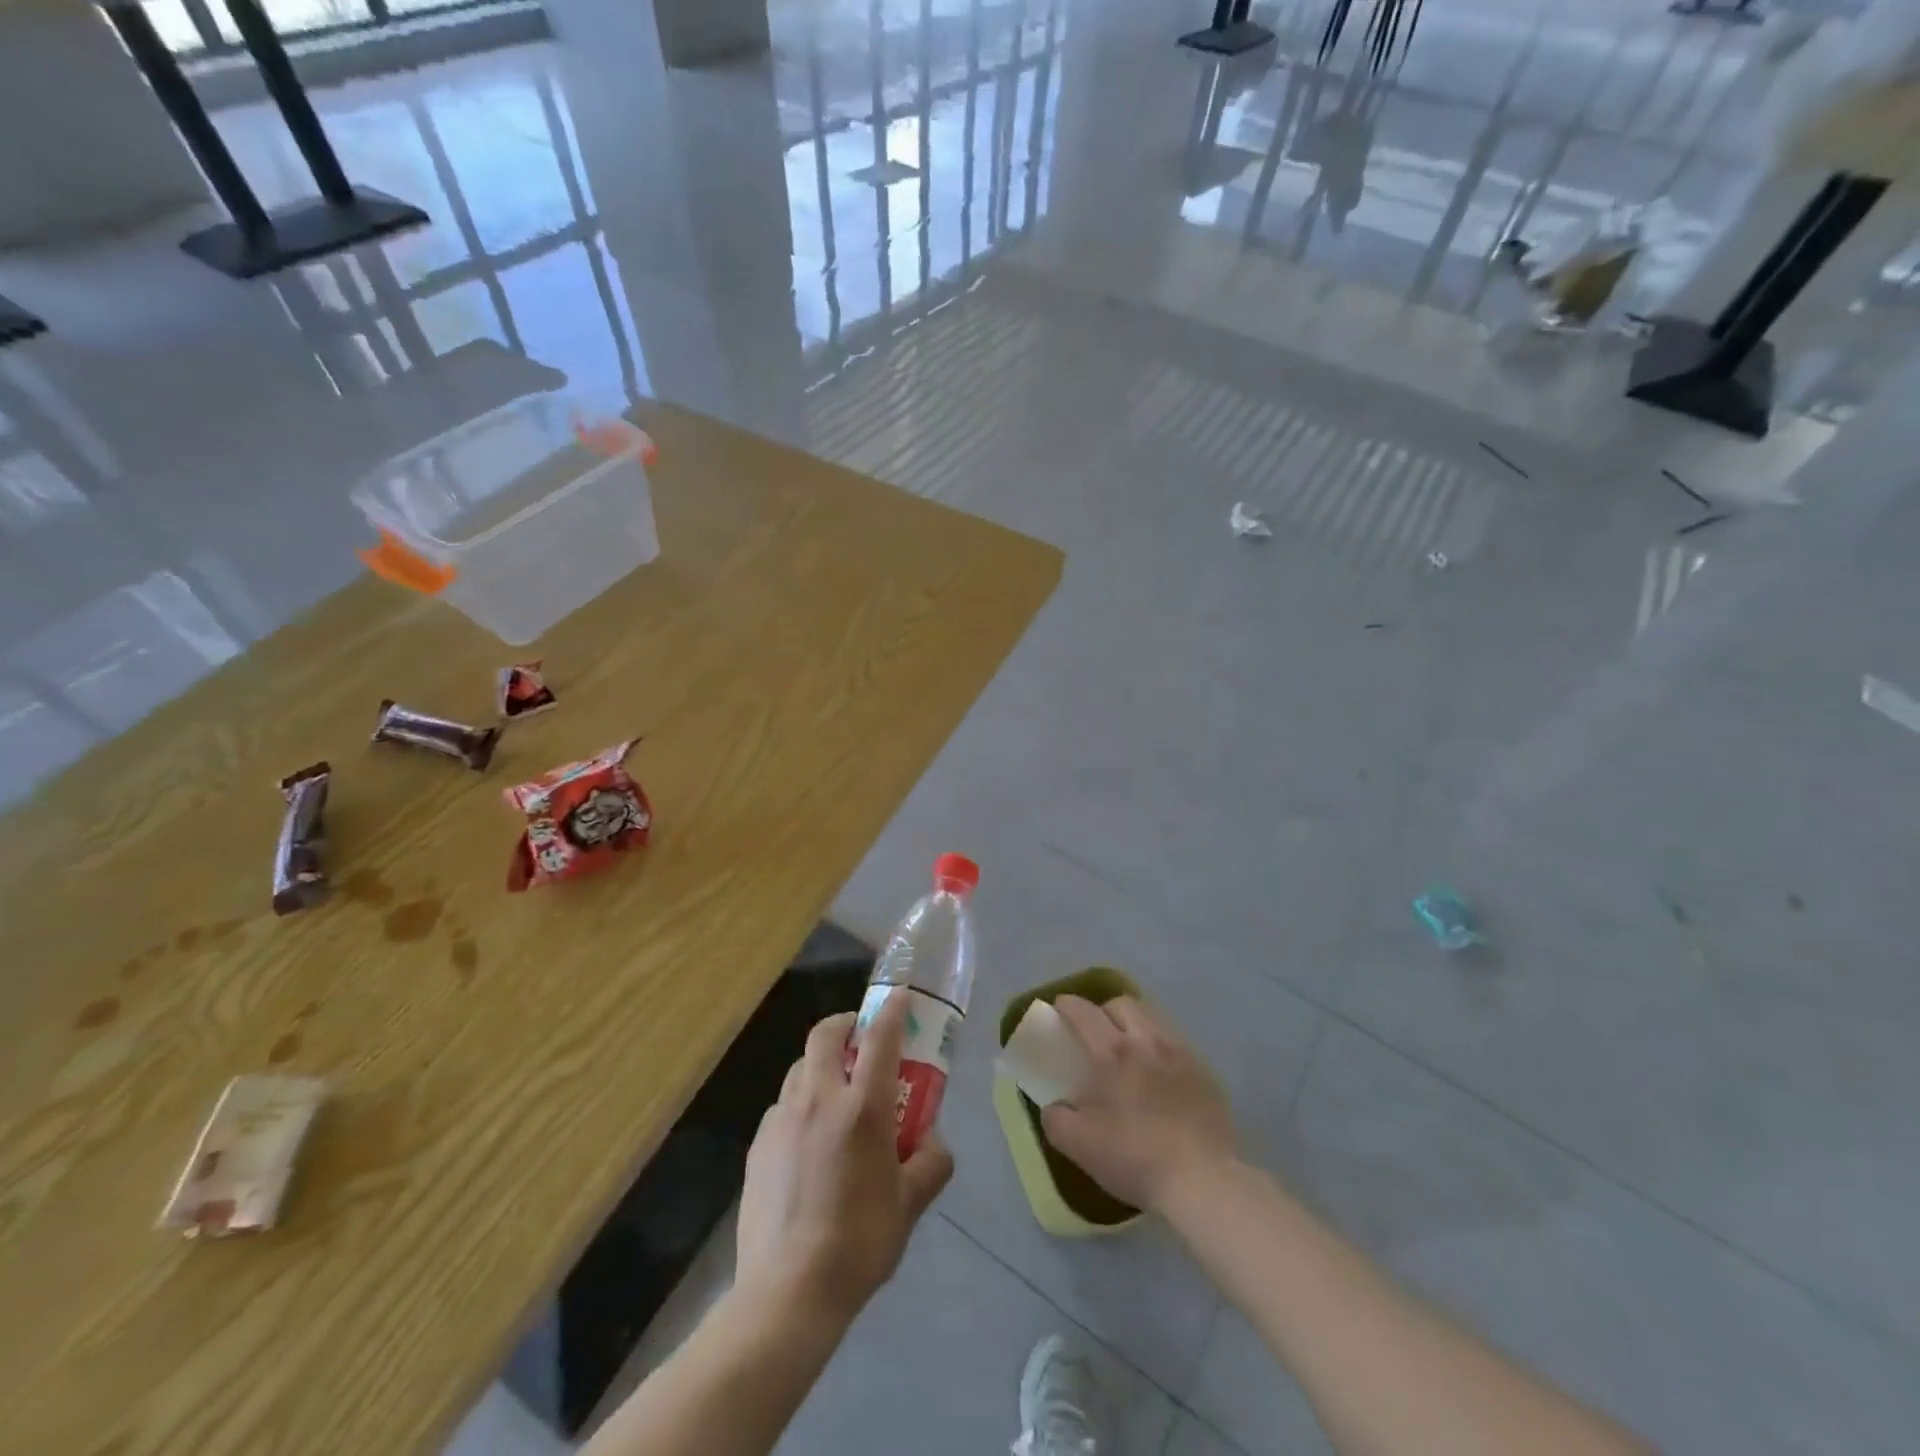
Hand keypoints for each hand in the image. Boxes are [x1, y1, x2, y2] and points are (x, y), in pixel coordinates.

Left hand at [735, 993, 954, 1328]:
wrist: (787, 1293)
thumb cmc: (859, 1243)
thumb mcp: (910, 1205)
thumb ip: (931, 1164)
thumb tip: (932, 1142)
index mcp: (861, 1107)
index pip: (880, 1038)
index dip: (892, 1011)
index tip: (900, 997)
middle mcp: (819, 1099)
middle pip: (825, 1035)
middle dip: (845, 1024)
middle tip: (859, 1038)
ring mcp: (782, 1119)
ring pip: (800, 1068)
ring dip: (820, 1065)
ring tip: (835, 1094)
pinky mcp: (758, 1144)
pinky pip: (783, 1106)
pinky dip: (800, 1105)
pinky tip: (808, 1142)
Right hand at [1040, 995, 1235, 1214]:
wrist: (1202, 1182)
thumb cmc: (1134, 1157)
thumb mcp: (1078, 1144)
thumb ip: (1056, 1118)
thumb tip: (1054, 1106)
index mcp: (1112, 1051)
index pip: (1084, 1011)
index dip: (1067, 1005)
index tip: (1058, 1010)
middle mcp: (1147, 1040)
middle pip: (1122, 1004)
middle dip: (1103, 1010)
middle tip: (1095, 1033)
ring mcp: (1180, 1053)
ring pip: (1152, 1018)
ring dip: (1134, 1024)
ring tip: (1128, 1049)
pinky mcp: (1204, 1072)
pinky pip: (1175, 1043)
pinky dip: (1159, 1047)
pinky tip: (1158, 1074)